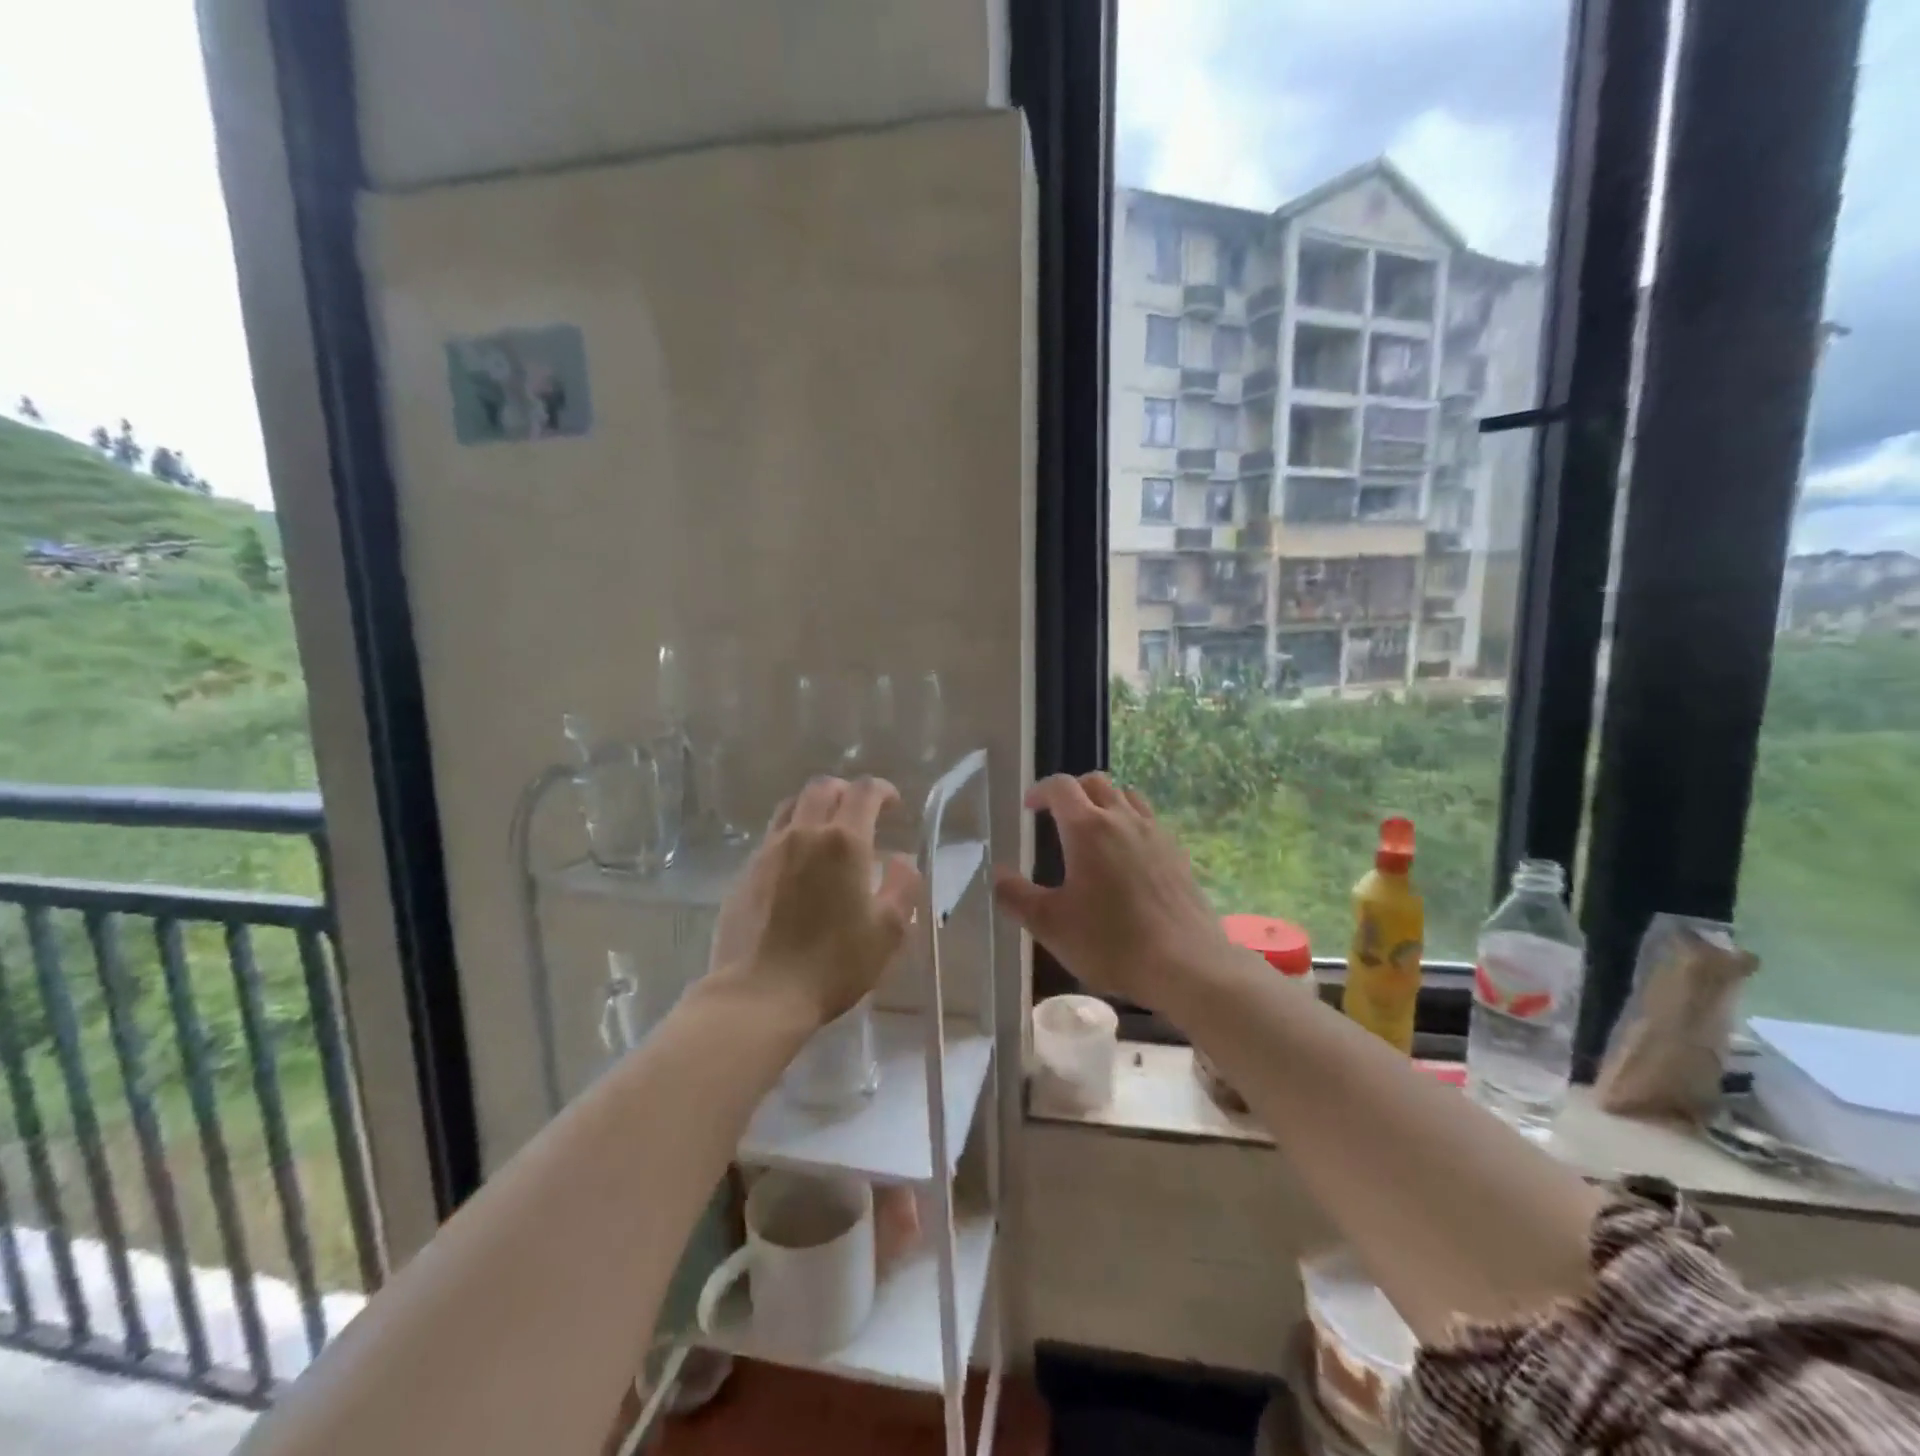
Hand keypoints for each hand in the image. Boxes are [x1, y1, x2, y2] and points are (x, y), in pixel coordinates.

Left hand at [709, 777, 922, 1025]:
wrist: (760, 994)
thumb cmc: (834, 963)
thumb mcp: (888, 931)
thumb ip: (903, 886)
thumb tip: (901, 860)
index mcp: (844, 841)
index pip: (864, 792)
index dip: (882, 790)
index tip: (893, 805)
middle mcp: (803, 834)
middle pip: (821, 788)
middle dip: (845, 791)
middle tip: (860, 812)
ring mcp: (769, 851)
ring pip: (791, 807)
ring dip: (814, 807)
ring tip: (826, 832)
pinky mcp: (744, 873)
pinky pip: (771, 837)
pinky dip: (791, 836)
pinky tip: (798, 866)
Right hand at [992, 774, 1233, 1014]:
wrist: (1186, 965)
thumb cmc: (1111, 942)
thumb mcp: (1049, 925)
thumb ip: (1016, 896)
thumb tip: (997, 875)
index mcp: (1087, 828)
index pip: (1060, 786)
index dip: (1040, 791)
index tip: (1029, 808)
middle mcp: (1122, 819)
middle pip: (1095, 782)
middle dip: (1072, 791)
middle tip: (1057, 815)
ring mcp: (1155, 833)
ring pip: (1127, 796)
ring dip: (1104, 802)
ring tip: (1093, 829)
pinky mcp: (1177, 853)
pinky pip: (1149, 820)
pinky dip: (1130, 822)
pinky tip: (1127, 855)